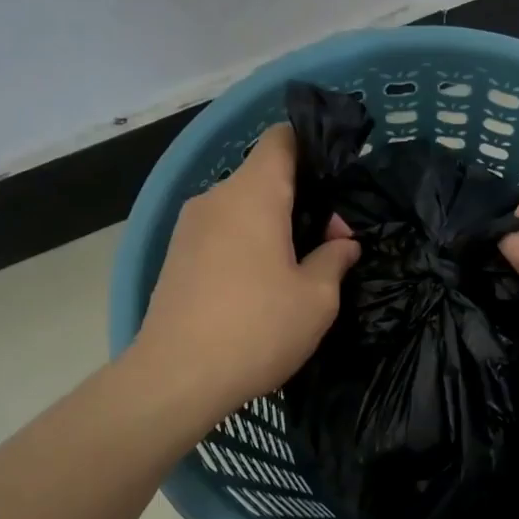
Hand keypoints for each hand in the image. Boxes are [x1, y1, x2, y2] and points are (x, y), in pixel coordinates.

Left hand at [136, 125, 359, 421]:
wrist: (176, 378)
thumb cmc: (257, 329)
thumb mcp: (316, 298)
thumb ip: (334, 258)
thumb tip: (342, 243)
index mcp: (253, 194)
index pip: (282, 139)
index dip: (313, 146)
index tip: (338, 176)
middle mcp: (216, 198)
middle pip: (265, 176)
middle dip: (303, 198)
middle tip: (332, 242)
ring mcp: (190, 227)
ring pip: (243, 206)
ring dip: (275, 224)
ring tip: (299, 267)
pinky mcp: (177, 256)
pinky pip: (223, 231)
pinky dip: (249, 242)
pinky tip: (263, 284)